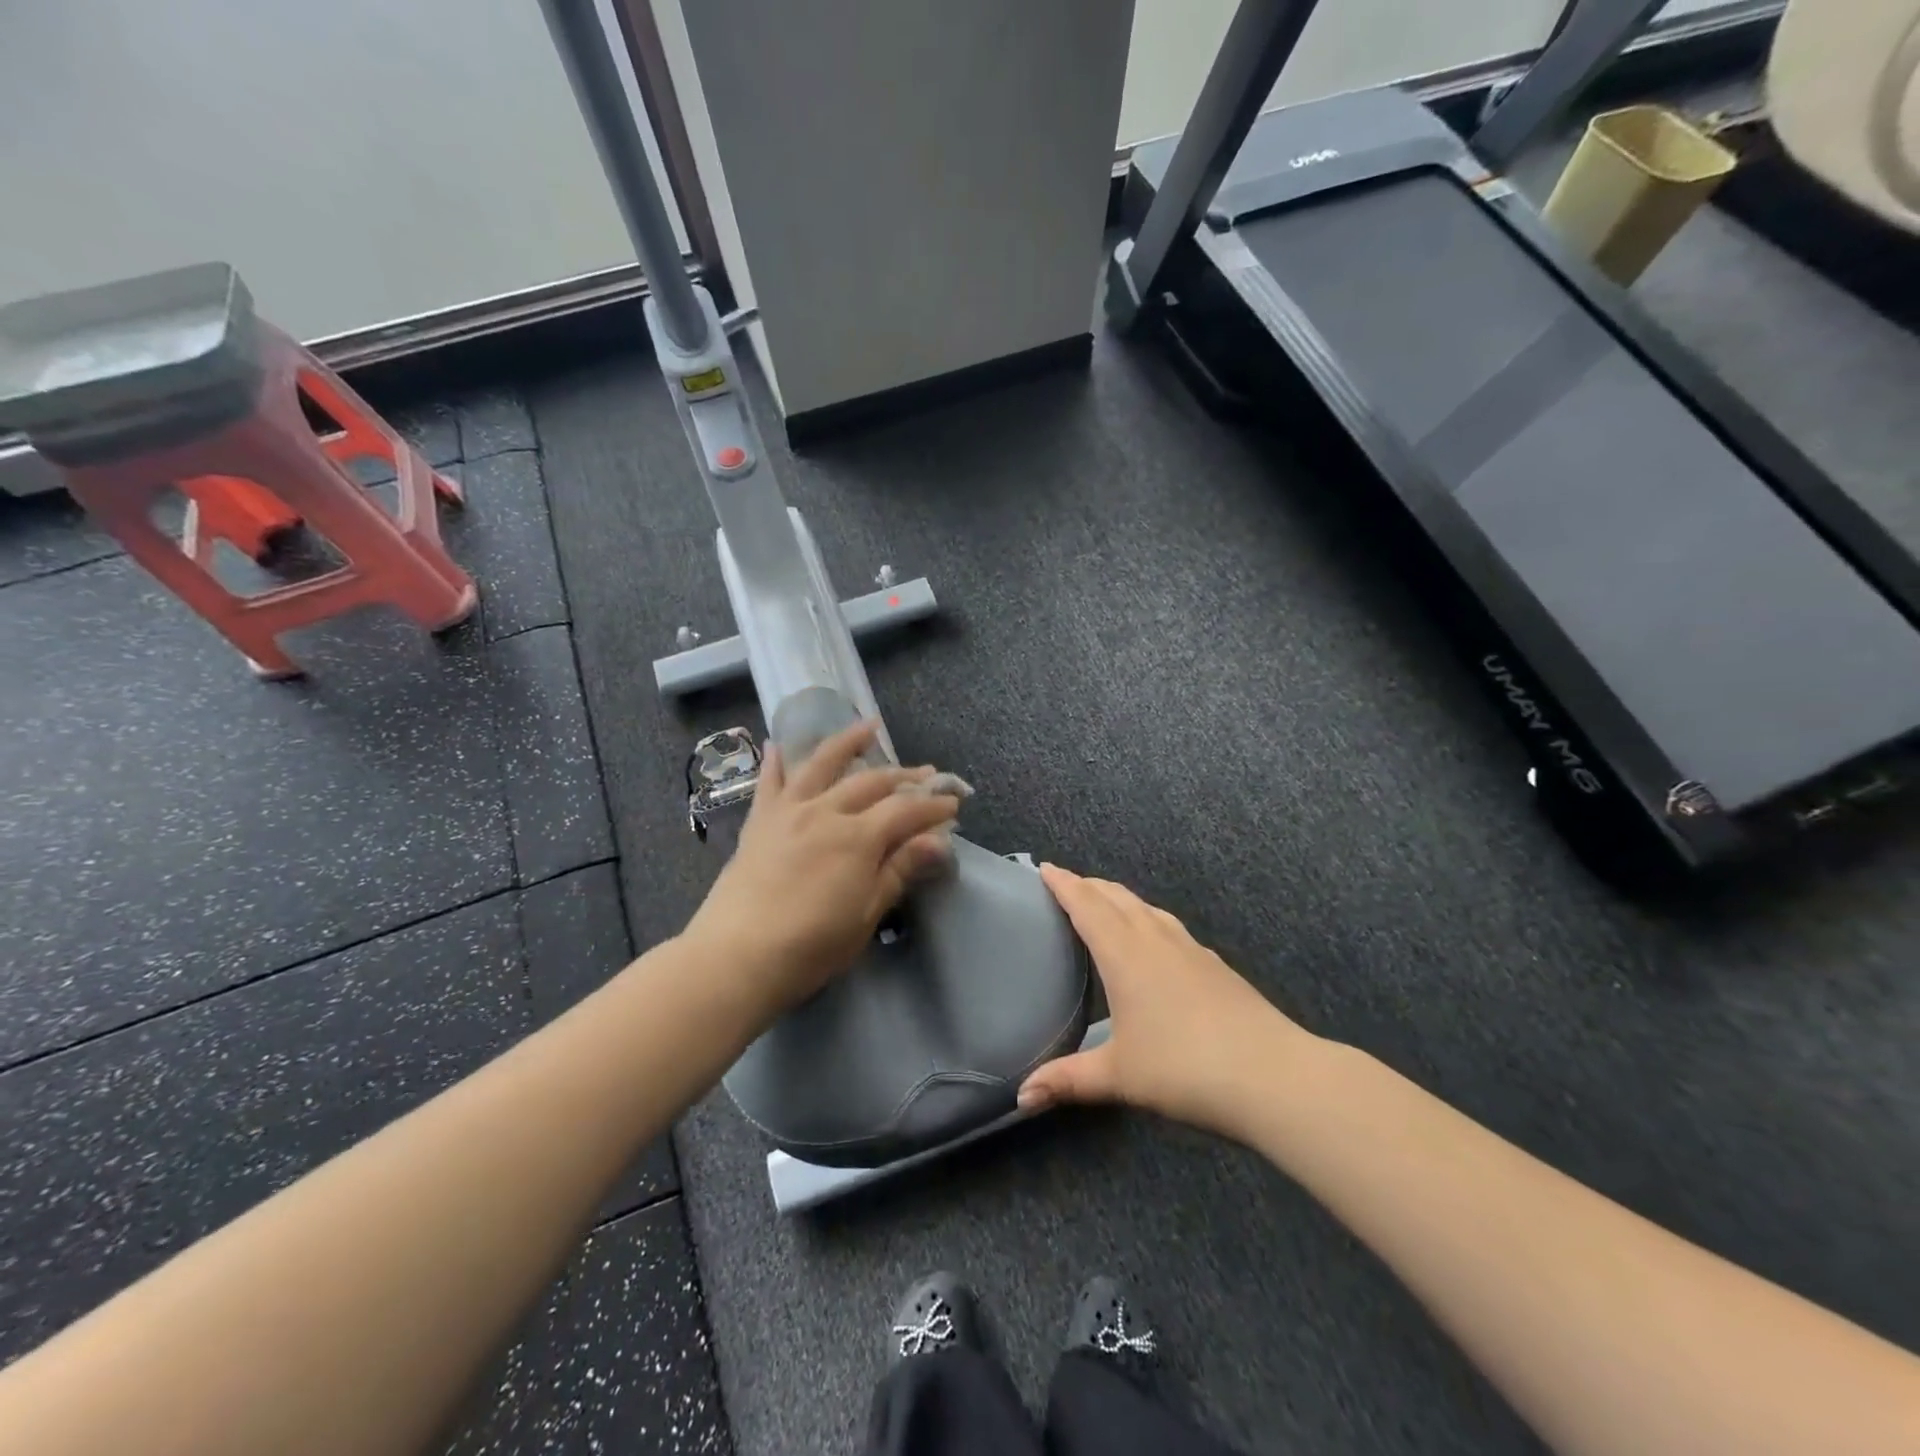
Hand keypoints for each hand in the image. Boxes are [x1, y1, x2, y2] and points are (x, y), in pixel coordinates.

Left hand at [685, 719, 961, 1017]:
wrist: (736, 957)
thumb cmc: (810, 946)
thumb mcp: (866, 914)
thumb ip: (899, 870)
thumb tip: (939, 840)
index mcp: (857, 837)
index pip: (906, 810)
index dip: (932, 805)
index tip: (953, 804)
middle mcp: (825, 812)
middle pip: (872, 782)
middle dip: (905, 776)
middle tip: (928, 773)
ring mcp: (789, 812)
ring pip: (822, 765)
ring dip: (848, 742)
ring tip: (867, 727)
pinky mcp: (759, 822)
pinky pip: (769, 783)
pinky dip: (775, 762)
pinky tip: (775, 744)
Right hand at [1018, 866, 1318, 1136]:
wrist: (1273, 1074)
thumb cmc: (1184, 1068)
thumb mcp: (1119, 1076)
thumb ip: (1067, 1080)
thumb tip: (1021, 1098)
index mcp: (1124, 954)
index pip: (1087, 905)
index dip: (1064, 884)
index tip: (1045, 867)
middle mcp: (1155, 939)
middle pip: (1116, 897)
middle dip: (1089, 885)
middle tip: (1067, 883)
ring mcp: (1189, 948)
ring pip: (1146, 907)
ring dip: (1119, 898)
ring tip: (1105, 902)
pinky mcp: (1214, 963)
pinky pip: (1168, 924)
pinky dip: (1147, 917)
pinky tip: (1155, 939)